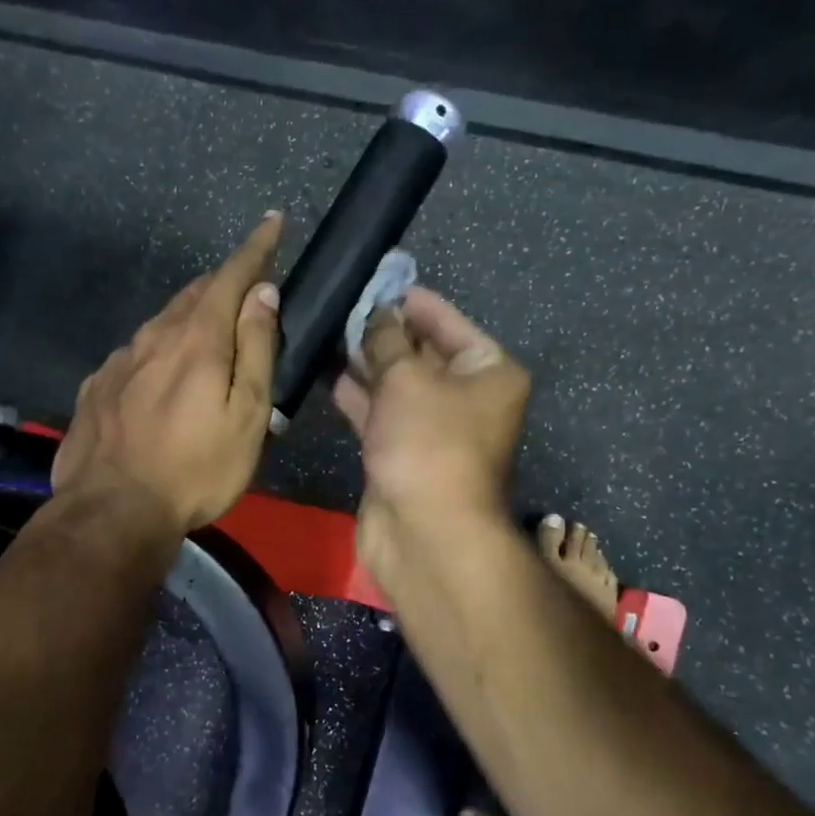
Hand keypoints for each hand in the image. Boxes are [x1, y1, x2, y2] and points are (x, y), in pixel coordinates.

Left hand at [53, 213, 283, 534]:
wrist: (111, 511)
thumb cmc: (195, 469)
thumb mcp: (246, 415)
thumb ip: (255, 350)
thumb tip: (262, 294)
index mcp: (197, 339)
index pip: (231, 276)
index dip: (255, 248)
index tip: (272, 221)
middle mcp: (154, 337)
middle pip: (193, 294)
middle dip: (223, 282)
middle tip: (246, 287)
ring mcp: (118, 361)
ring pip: (161, 322)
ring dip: (189, 316)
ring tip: (207, 330)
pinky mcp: (97, 387)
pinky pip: (135, 354)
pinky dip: (157, 350)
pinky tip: (159, 375)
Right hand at [332, 288, 529, 586]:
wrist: (425, 534)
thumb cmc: (428, 443)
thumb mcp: (406, 379)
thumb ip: (385, 340)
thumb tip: (376, 312)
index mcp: (488, 371)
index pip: (448, 323)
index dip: (412, 301)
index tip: (375, 281)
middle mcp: (466, 397)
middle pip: (422, 353)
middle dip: (383, 331)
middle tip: (341, 305)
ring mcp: (433, 429)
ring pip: (396, 385)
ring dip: (365, 363)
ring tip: (327, 332)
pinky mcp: (402, 453)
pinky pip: (380, 413)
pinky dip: (358, 396)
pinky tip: (325, 374)